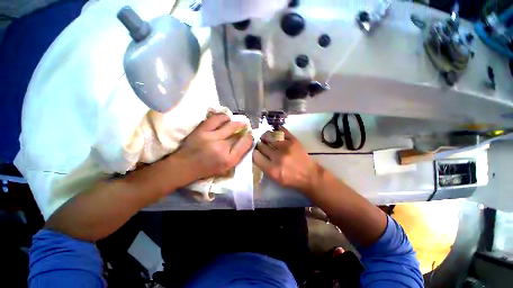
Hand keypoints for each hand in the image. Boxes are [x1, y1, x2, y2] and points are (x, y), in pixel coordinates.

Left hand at [174, 113, 253, 181]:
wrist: (185, 166)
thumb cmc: (208, 168)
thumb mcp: (226, 167)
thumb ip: (238, 154)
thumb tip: (246, 140)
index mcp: (229, 159)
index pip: (245, 143)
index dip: (250, 137)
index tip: (250, 135)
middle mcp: (222, 147)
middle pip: (238, 133)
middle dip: (244, 128)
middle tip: (245, 126)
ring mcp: (211, 137)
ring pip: (230, 124)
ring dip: (236, 122)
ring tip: (236, 123)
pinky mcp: (202, 130)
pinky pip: (217, 118)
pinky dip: (224, 117)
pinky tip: (225, 119)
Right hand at [253, 127, 320, 193]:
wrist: (309, 175)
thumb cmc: (290, 179)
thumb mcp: (274, 178)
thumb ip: (263, 166)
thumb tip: (256, 153)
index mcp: (272, 169)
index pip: (255, 156)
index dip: (253, 152)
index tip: (255, 151)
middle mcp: (278, 157)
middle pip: (261, 145)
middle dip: (259, 145)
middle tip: (260, 145)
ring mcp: (286, 147)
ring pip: (269, 136)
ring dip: (265, 136)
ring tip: (265, 137)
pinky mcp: (293, 140)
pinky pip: (281, 130)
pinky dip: (276, 130)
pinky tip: (274, 133)